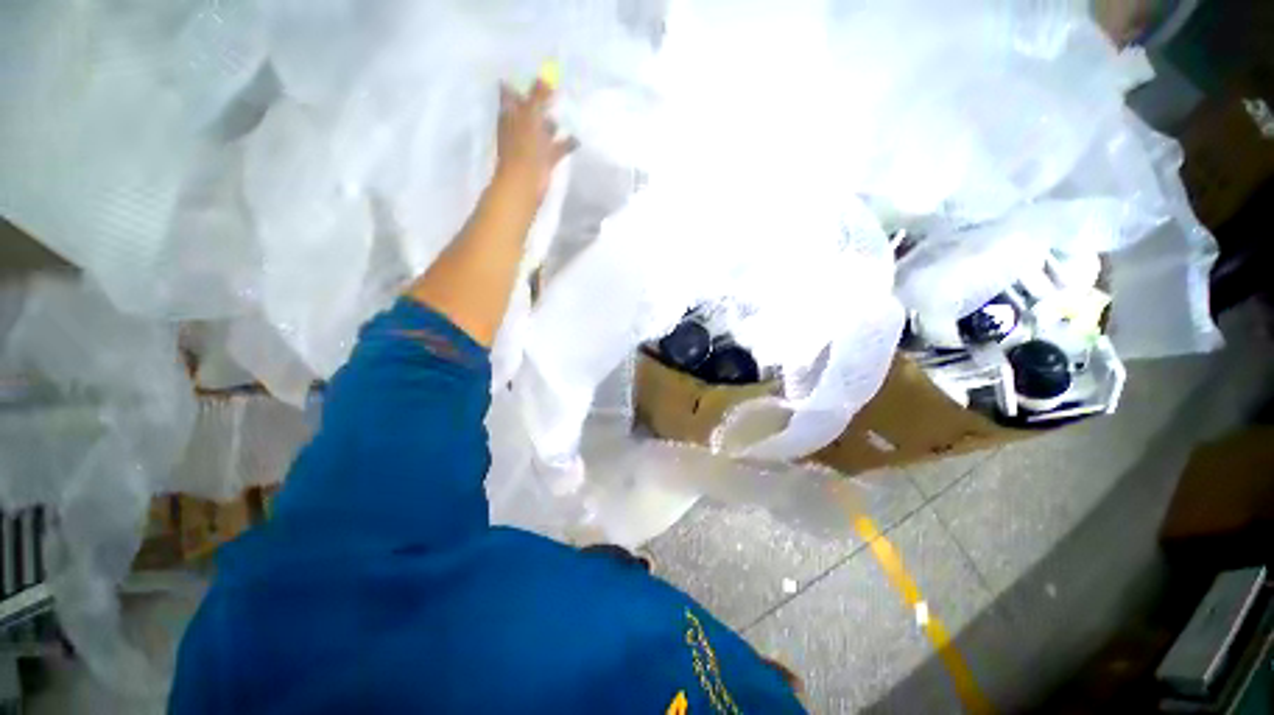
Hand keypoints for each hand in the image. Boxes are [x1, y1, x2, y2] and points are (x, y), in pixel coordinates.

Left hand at [495, 80, 576, 200]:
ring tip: (570, 110)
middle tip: (557, 88)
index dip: (520, 82)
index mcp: (511, 114)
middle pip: (530, 110)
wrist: (525, 182)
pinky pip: (557, 147)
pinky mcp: (544, 159)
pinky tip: (578, 137)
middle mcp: (520, 126)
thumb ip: (538, 97)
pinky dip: (566, 143)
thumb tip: (544, 77)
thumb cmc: (523, 146)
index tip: (534, 73)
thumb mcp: (531, 115)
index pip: (511, 92)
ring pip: (544, 129)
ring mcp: (532, 144)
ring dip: (554, 122)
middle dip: (541, 101)